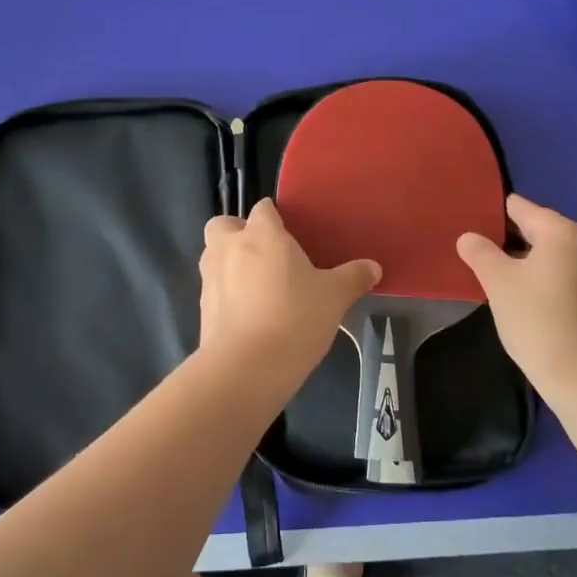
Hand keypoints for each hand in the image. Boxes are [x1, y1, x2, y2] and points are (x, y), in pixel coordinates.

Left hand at [198, 199, 380, 379]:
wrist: (246, 368)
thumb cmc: (295, 317)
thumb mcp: (334, 297)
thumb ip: (353, 277)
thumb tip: (373, 267)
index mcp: (262, 234)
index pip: (263, 208)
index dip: (274, 217)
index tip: (291, 233)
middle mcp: (229, 247)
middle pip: (223, 224)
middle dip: (238, 232)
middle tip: (265, 253)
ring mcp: (210, 278)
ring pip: (214, 256)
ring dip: (229, 262)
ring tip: (258, 286)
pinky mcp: (202, 308)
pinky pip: (214, 289)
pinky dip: (226, 295)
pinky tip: (250, 315)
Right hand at [456, 194, 576, 391]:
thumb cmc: (537, 320)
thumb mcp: (498, 282)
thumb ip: (480, 252)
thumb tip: (469, 237)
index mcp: (563, 231)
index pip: (521, 208)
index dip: (494, 216)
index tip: (474, 231)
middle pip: (542, 230)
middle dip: (513, 242)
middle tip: (485, 261)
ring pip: (559, 255)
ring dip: (534, 263)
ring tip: (507, 284)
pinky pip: (573, 276)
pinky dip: (553, 281)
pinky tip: (536, 304)